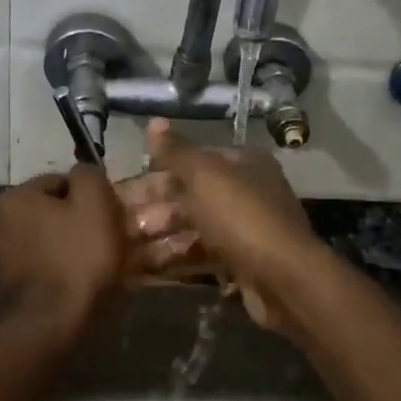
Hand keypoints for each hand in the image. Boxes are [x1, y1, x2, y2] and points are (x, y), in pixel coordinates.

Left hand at [0, 168, 127, 340]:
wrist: (48, 328)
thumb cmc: (77, 260)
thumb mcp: (95, 205)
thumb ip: (90, 176)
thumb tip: (84, 172)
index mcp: (15, 197)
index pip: (62, 182)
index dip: (91, 198)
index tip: (110, 218)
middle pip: (51, 213)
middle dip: (77, 223)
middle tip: (107, 242)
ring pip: (46, 241)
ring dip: (67, 248)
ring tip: (94, 268)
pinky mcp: (4, 288)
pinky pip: (39, 268)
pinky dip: (57, 272)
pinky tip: (75, 286)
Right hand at [125, 119, 326, 333]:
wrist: (285, 280)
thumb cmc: (241, 217)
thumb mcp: (205, 175)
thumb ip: (176, 151)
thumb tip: (153, 121)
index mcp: (242, 164)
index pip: (190, 161)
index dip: (153, 174)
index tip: (118, 192)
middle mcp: (246, 192)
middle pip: (189, 197)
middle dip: (152, 211)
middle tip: (115, 227)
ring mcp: (245, 230)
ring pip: (193, 228)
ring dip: (159, 238)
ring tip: (123, 252)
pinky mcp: (242, 263)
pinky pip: (202, 256)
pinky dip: (176, 260)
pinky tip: (146, 271)